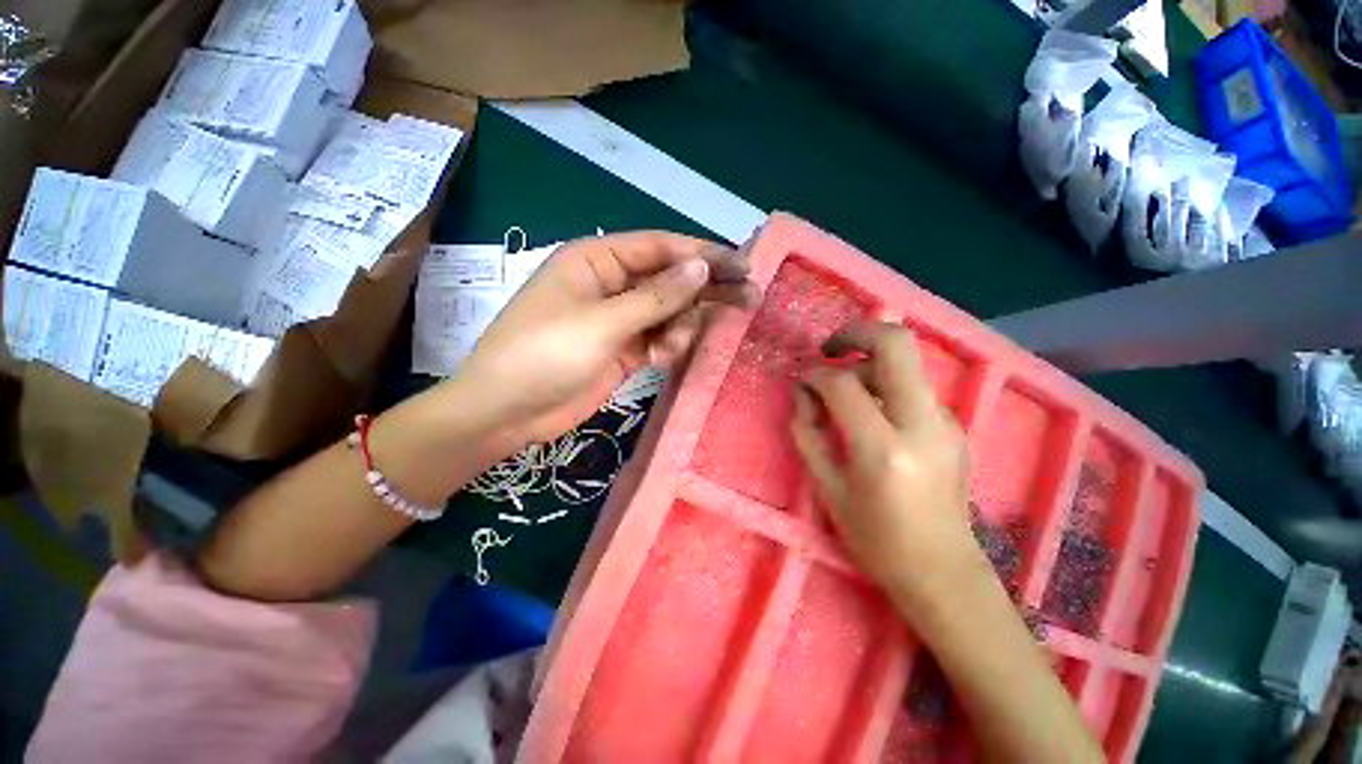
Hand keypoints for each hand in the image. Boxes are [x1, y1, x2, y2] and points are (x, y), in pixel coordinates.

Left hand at [454, 231, 757, 445]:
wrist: (507, 413)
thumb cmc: (545, 355)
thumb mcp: (602, 323)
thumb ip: (656, 297)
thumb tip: (701, 266)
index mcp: (596, 260)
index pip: (660, 247)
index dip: (702, 254)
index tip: (741, 266)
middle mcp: (610, 283)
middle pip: (669, 279)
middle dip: (704, 289)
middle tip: (748, 298)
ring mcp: (617, 318)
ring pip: (667, 312)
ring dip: (679, 327)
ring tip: (671, 350)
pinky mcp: (622, 348)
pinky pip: (658, 338)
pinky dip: (666, 346)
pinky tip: (660, 360)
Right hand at [790, 321, 978, 602]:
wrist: (943, 572)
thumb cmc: (876, 538)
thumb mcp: (828, 488)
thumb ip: (808, 433)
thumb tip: (802, 393)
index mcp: (884, 449)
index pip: (843, 385)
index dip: (815, 375)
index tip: (802, 380)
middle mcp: (923, 425)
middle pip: (896, 344)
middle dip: (856, 333)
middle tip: (829, 349)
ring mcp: (947, 422)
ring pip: (907, 362)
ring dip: (869, 363)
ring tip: (846, 391)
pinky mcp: (955, 426)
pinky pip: (914, 387)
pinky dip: (886, 385)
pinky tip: (873, 414)